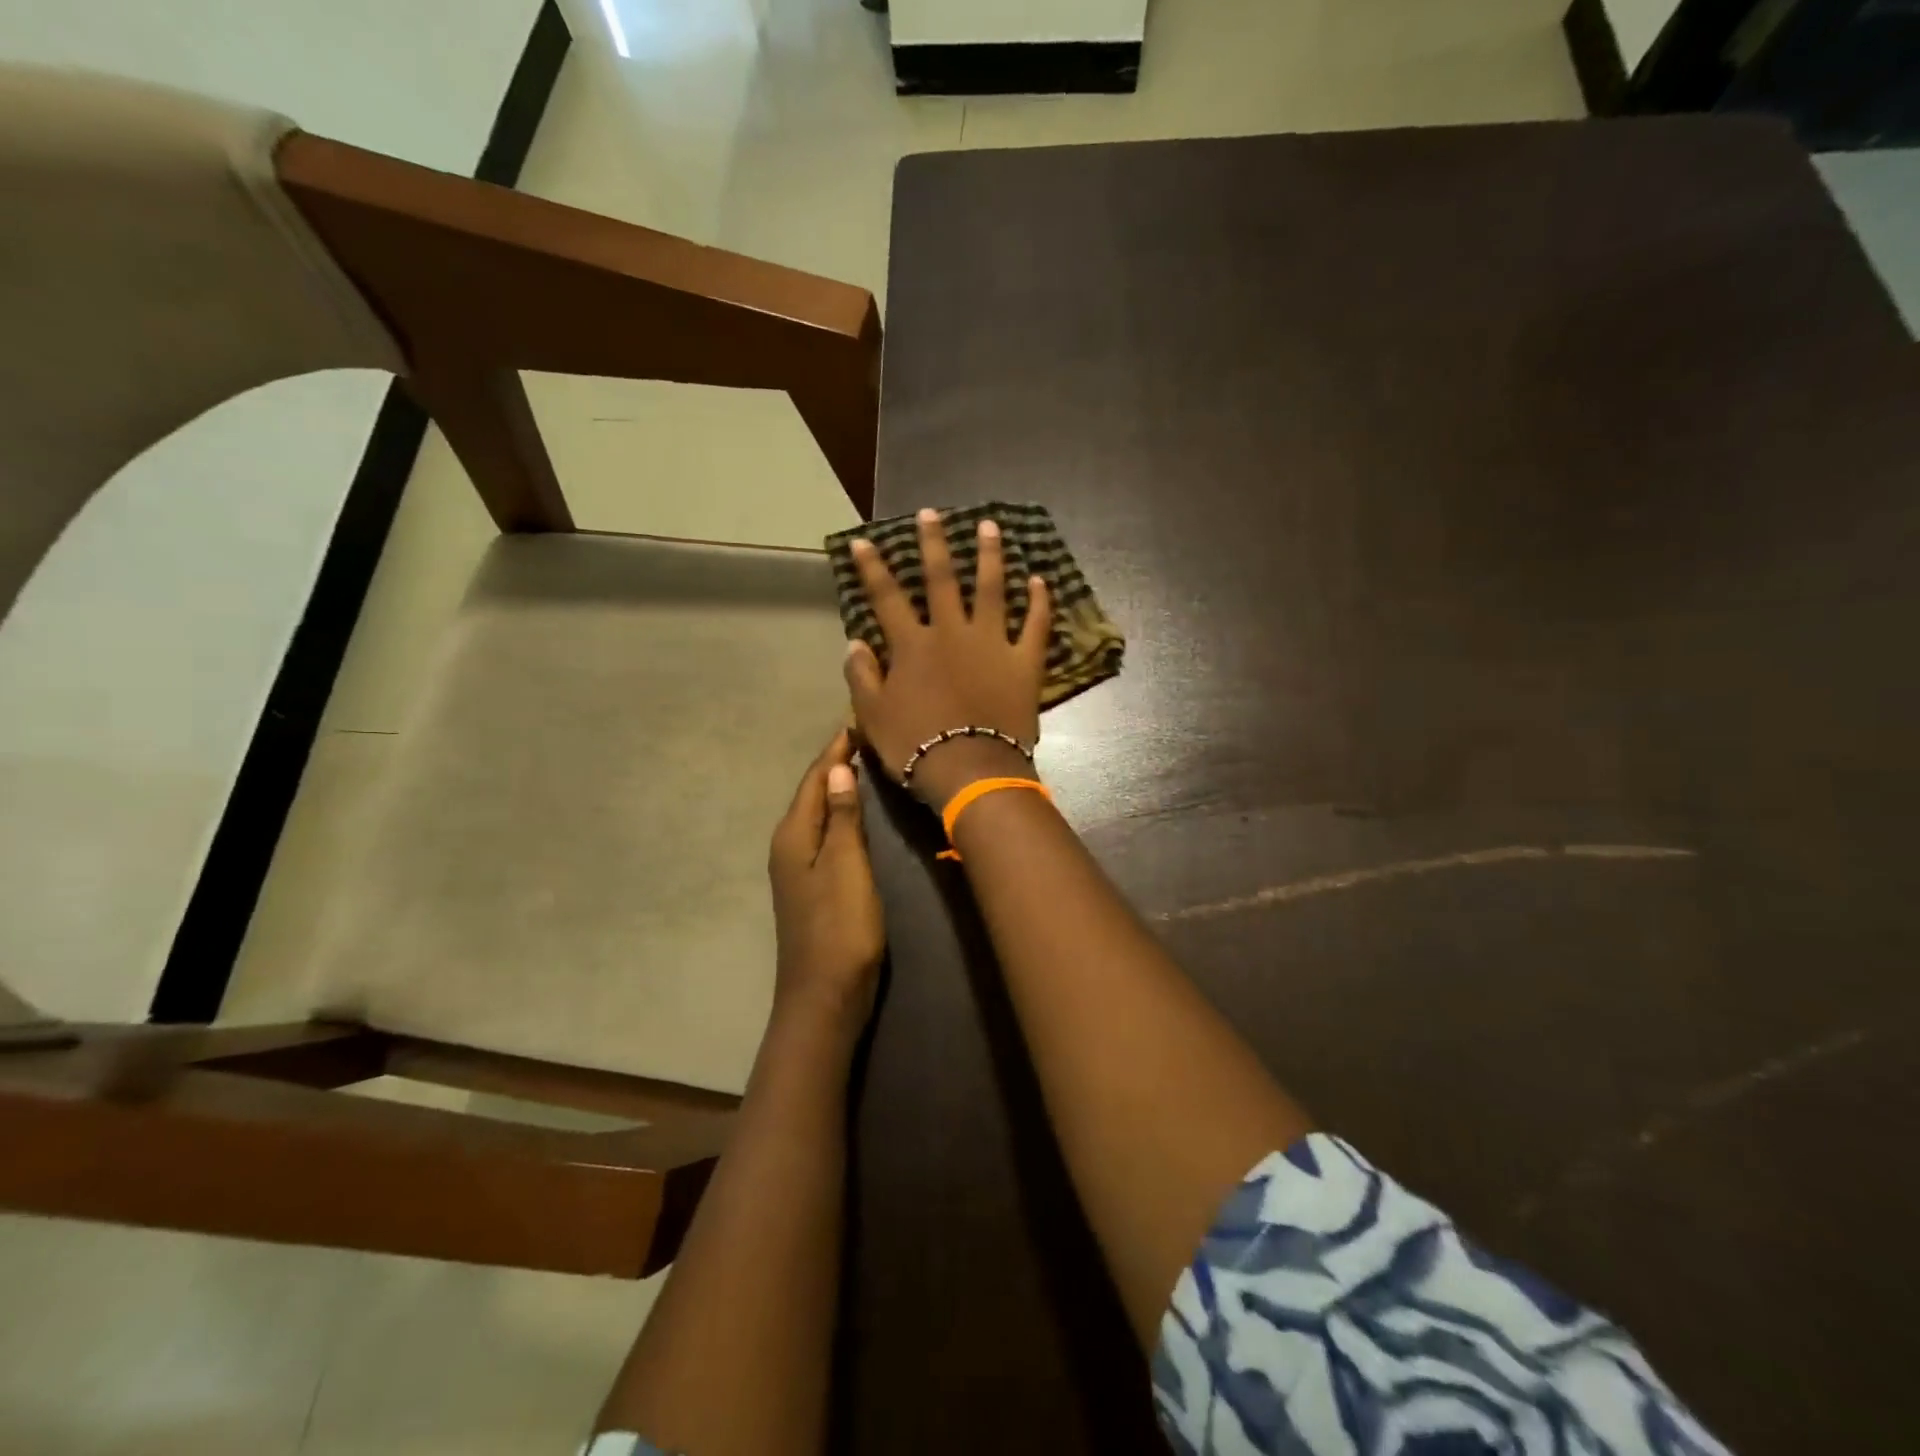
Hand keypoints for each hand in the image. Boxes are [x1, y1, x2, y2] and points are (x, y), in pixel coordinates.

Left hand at [768, 730, 885, 1032]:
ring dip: (837, 787)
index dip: (835, 750)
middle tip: (864, 737)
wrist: (824, 995)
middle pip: (812, 793)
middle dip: (834, 763)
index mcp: (793, 835)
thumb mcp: (846, 867)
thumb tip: (837, 768)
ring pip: (817, 813)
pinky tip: (856, 814)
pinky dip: (839, 815)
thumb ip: (841, 818)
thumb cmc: (839, 928)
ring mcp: (797, 868)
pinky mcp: (811, 885)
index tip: (856, 721)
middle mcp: (788, 845)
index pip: (815, 779)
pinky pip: (824, 834)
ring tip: (863, 764)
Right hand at [844, 509, 1051, 808]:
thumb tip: (856, 643)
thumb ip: (862, 676)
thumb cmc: (916, 746)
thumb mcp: (873, 716)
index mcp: (913, 646)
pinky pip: (1035, 625)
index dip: (873, 568)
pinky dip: (1039, 602)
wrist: (970, 770)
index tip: (865, 541)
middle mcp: (952, 633)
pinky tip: (1040, 580)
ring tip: (991, 527)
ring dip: (990, 556)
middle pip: (942, 580)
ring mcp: (992, 643)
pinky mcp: (1024, 662)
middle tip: (931, 513)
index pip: (887, 597)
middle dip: (934, 544)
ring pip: (991, 589)